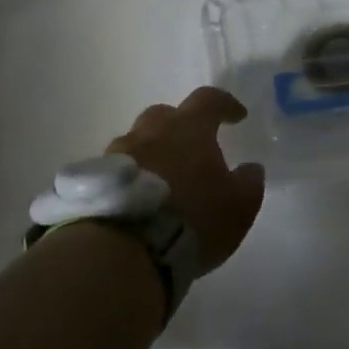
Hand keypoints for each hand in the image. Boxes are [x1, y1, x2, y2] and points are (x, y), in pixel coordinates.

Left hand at [107, 87, 265, 273]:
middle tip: (193, 146)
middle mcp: (151, 131)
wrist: (128, 247)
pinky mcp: (97, 178)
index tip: (237, 115)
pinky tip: (140, 196)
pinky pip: (120, 167)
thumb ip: (248, 183)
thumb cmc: (193, 219)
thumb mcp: (237, 207)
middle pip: (166, 114)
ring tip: (163, 178)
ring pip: (139, 140)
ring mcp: (119, 153)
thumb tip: (251, 168)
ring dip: (153, 151)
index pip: (209, 100)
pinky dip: (133, 175)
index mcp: (189, 129)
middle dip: (181, 125)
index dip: (225, 104)